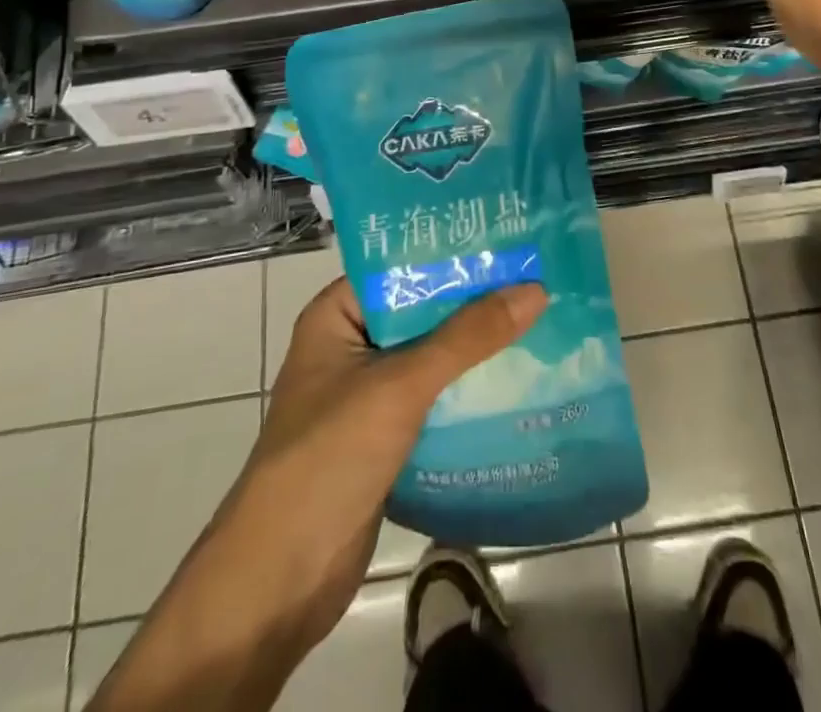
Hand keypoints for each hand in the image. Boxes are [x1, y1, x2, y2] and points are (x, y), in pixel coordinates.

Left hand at [207, 278, 547, 656]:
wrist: (280, 580)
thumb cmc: (329, 457)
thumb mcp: (401, 385)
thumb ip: (467, 337)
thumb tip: (534, 289)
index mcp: (337, 315)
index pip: (402, 267)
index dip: (453, 254)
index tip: (509, 241)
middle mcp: (352, 345)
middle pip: (422, 311)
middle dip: (474, 301)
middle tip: (538, 278)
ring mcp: (367, 393)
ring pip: (433, 355)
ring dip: (477, 347)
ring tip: (541, 320)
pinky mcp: (385, 436)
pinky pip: (435, 398)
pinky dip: (468, 390)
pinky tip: (517, 379)